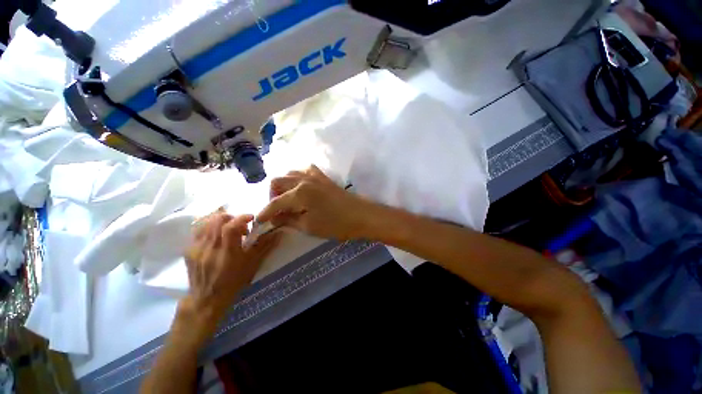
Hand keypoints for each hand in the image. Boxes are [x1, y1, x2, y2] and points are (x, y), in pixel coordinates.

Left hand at [178, 212, 279, 338]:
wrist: (207, 299)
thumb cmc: (234, 281)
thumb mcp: (252, 265)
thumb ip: (265, 246)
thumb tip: (278, 232)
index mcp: (227, 253)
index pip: (230, 227)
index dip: (242, 218)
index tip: (251, 218)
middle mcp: (209, 248)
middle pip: (217, 220)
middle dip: (232, 217)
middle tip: (240, 226)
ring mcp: (196, 249)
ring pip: (206, 223)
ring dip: (220, 220)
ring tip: (228, 227)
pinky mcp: (189, 250)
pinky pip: (198, 230)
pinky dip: (209, 226)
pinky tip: (216, 233)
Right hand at [258, 166, 375, 240]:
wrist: (361, 215)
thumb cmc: (336, 224)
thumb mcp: (309, 226)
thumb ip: (288, 220)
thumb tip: (273, 219)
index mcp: (299, 193)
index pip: (275, 203)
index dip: (265, 213)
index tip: (258, 222)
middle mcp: (303, 180)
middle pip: (278, 181)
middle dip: (271, 196)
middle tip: (276, 211)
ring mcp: (315, 176)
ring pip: (290, 174)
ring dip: (283, 185)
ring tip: (286, 200)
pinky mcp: (323, 177)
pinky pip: (305, 171)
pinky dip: (297, 178)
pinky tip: (300, 188)